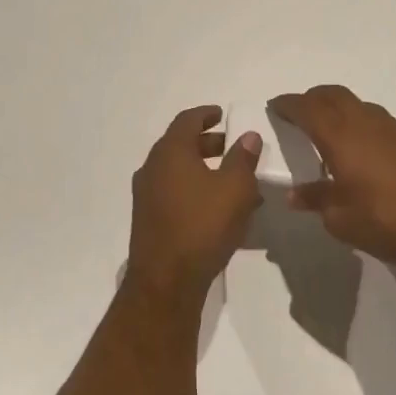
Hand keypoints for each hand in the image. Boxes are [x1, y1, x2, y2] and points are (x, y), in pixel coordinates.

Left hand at [126, 105, 263, 299]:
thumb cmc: (203, 225)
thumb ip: (243, 158)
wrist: (166, 280)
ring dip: (206, 170)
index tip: (222, 114)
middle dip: (209, 143)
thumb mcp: (235, 188)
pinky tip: (220, 209)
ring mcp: (147, 195)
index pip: (187, 120)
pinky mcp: (149, 219)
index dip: (206, 114)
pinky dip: (196, 190)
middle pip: (181, 145)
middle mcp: (152, 168)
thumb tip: (248, 136)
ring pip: (179, 172)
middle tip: (233, 147)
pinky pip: (175, 193)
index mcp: (170, 152)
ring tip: (236, 182)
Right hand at [269, 85, 395, 277]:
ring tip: (329, 132)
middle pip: (334, 95)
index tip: (276, 106)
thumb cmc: (387, 222)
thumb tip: (295, 195)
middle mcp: (367, 123)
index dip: (289, 105)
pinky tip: (362, 151)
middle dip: (313, 98)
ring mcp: (395, 130)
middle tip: (299, 111)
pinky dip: (361, 125)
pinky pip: (379, 121)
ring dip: (339, 109)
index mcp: (342, 137)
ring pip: (359, 106)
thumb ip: (316, 199)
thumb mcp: (341, 218)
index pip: (308, 109)